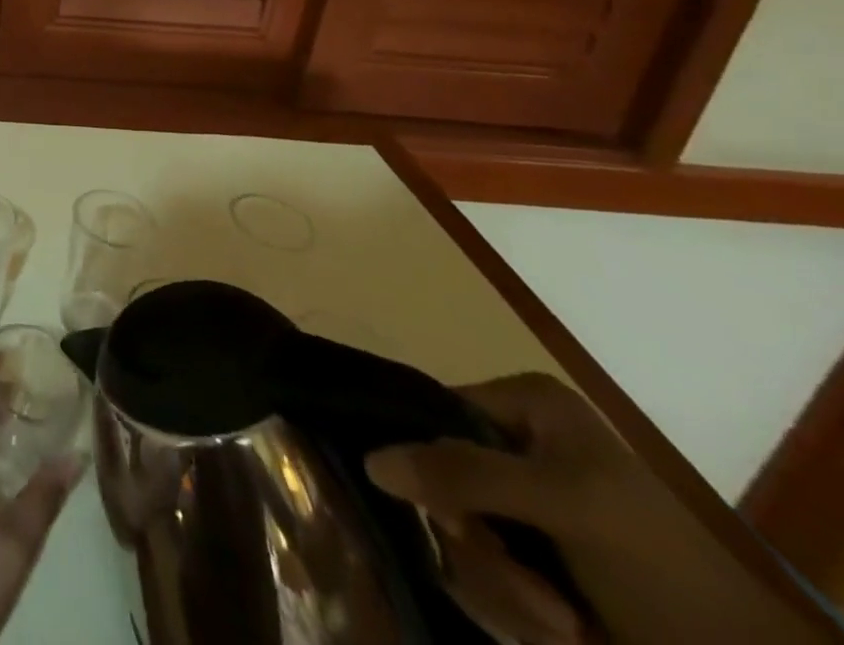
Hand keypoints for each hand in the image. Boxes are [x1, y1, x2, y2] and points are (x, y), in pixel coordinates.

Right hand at [365, 373, 834, 644]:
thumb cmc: (656, 562)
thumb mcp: (562, 504)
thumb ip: (464, 473)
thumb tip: (369, 459)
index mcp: (521, 404)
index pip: (430, 415)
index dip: (430, 468)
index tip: (464, 524)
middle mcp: (512, 441)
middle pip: (439, 481)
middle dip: (484, 551)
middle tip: (534, 590)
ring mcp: (520, 502)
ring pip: (457, 534)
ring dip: (503, 589)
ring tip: (562, 620)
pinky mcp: (531, 555)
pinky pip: (482, 571)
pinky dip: (517, 608)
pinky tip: (564, 628)